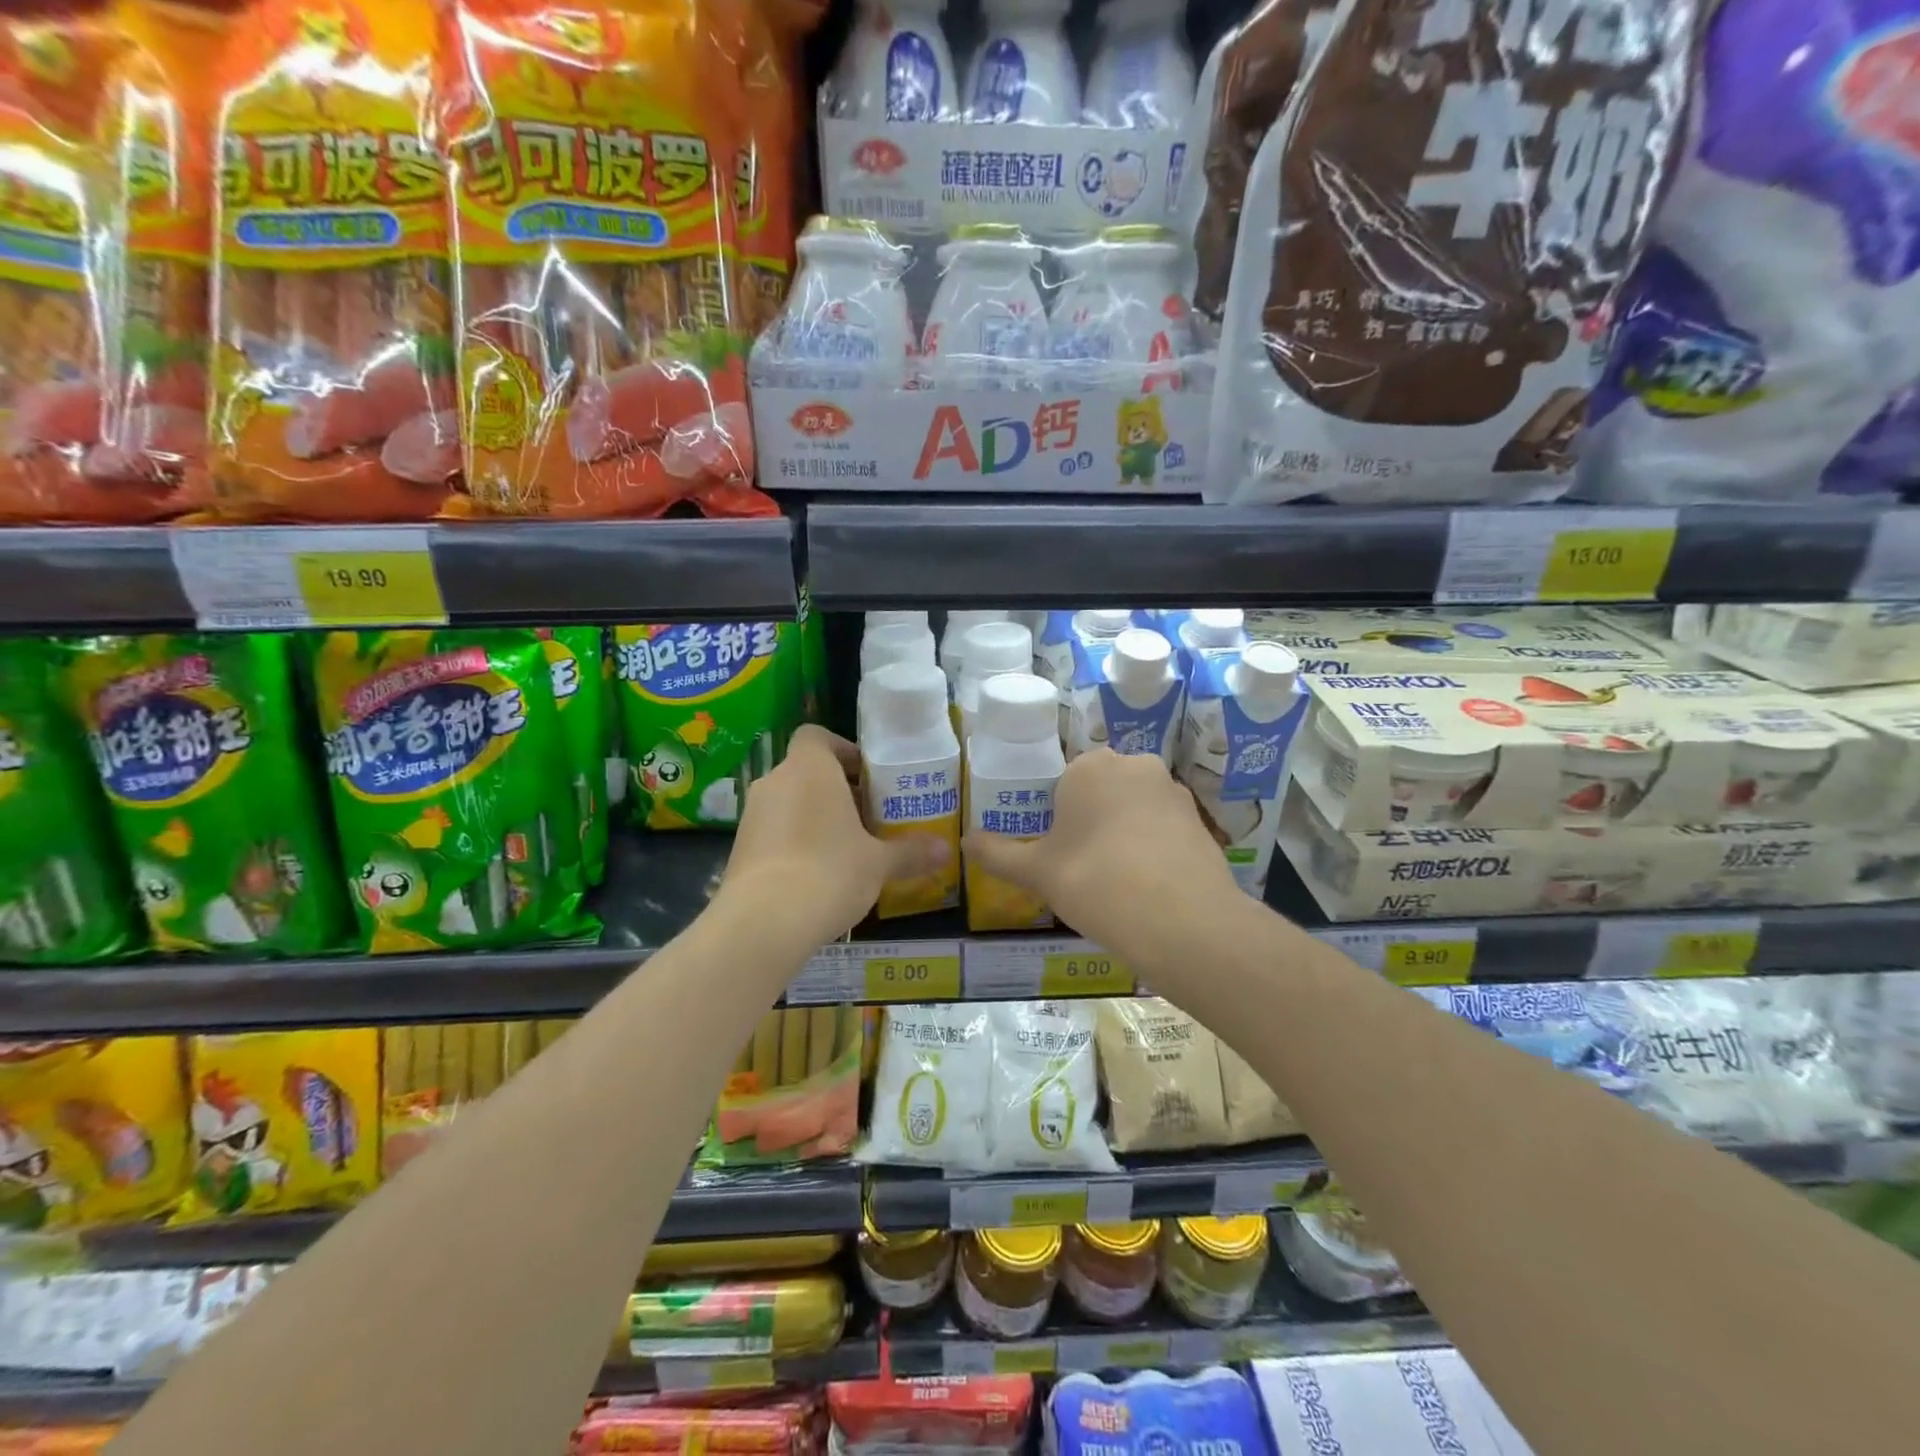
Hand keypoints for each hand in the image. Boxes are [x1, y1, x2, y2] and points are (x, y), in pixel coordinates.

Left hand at [720, 725, 948, 944]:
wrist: (763, 922)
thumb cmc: (830, 872)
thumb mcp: (879, 863)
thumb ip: (911, 852)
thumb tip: (947, 851)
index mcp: (809, 768)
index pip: (817, 736)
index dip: (843, 751)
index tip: (868, 778)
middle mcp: (775, 782)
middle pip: (807, 772)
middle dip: (837, 791)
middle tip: (869, 818)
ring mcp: (751, 816)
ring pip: (789, 803)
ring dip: (815, 817)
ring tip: (847, 849)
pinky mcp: (739, 849)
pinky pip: (774, 832)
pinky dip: (794, 843)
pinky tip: (817, 875)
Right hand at [961, 748, 1238, 952]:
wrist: (1181, 921)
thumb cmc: (1095, 882)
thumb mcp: (1036, 872)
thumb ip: (996, 853)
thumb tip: (964, 841)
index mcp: (1089, 767)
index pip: (1063, 783)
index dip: (1057, 819)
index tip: (1057, 854)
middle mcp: (1134, 765)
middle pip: (1102, 792)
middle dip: (1092, 822)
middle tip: (1082, 869)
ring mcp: (1173, 791)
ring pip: (1135, 809)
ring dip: (1124, 834)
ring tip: (1117, 882)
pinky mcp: (1201, 820)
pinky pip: (1164, 829)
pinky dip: (1154, 849)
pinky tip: (1148, 887)